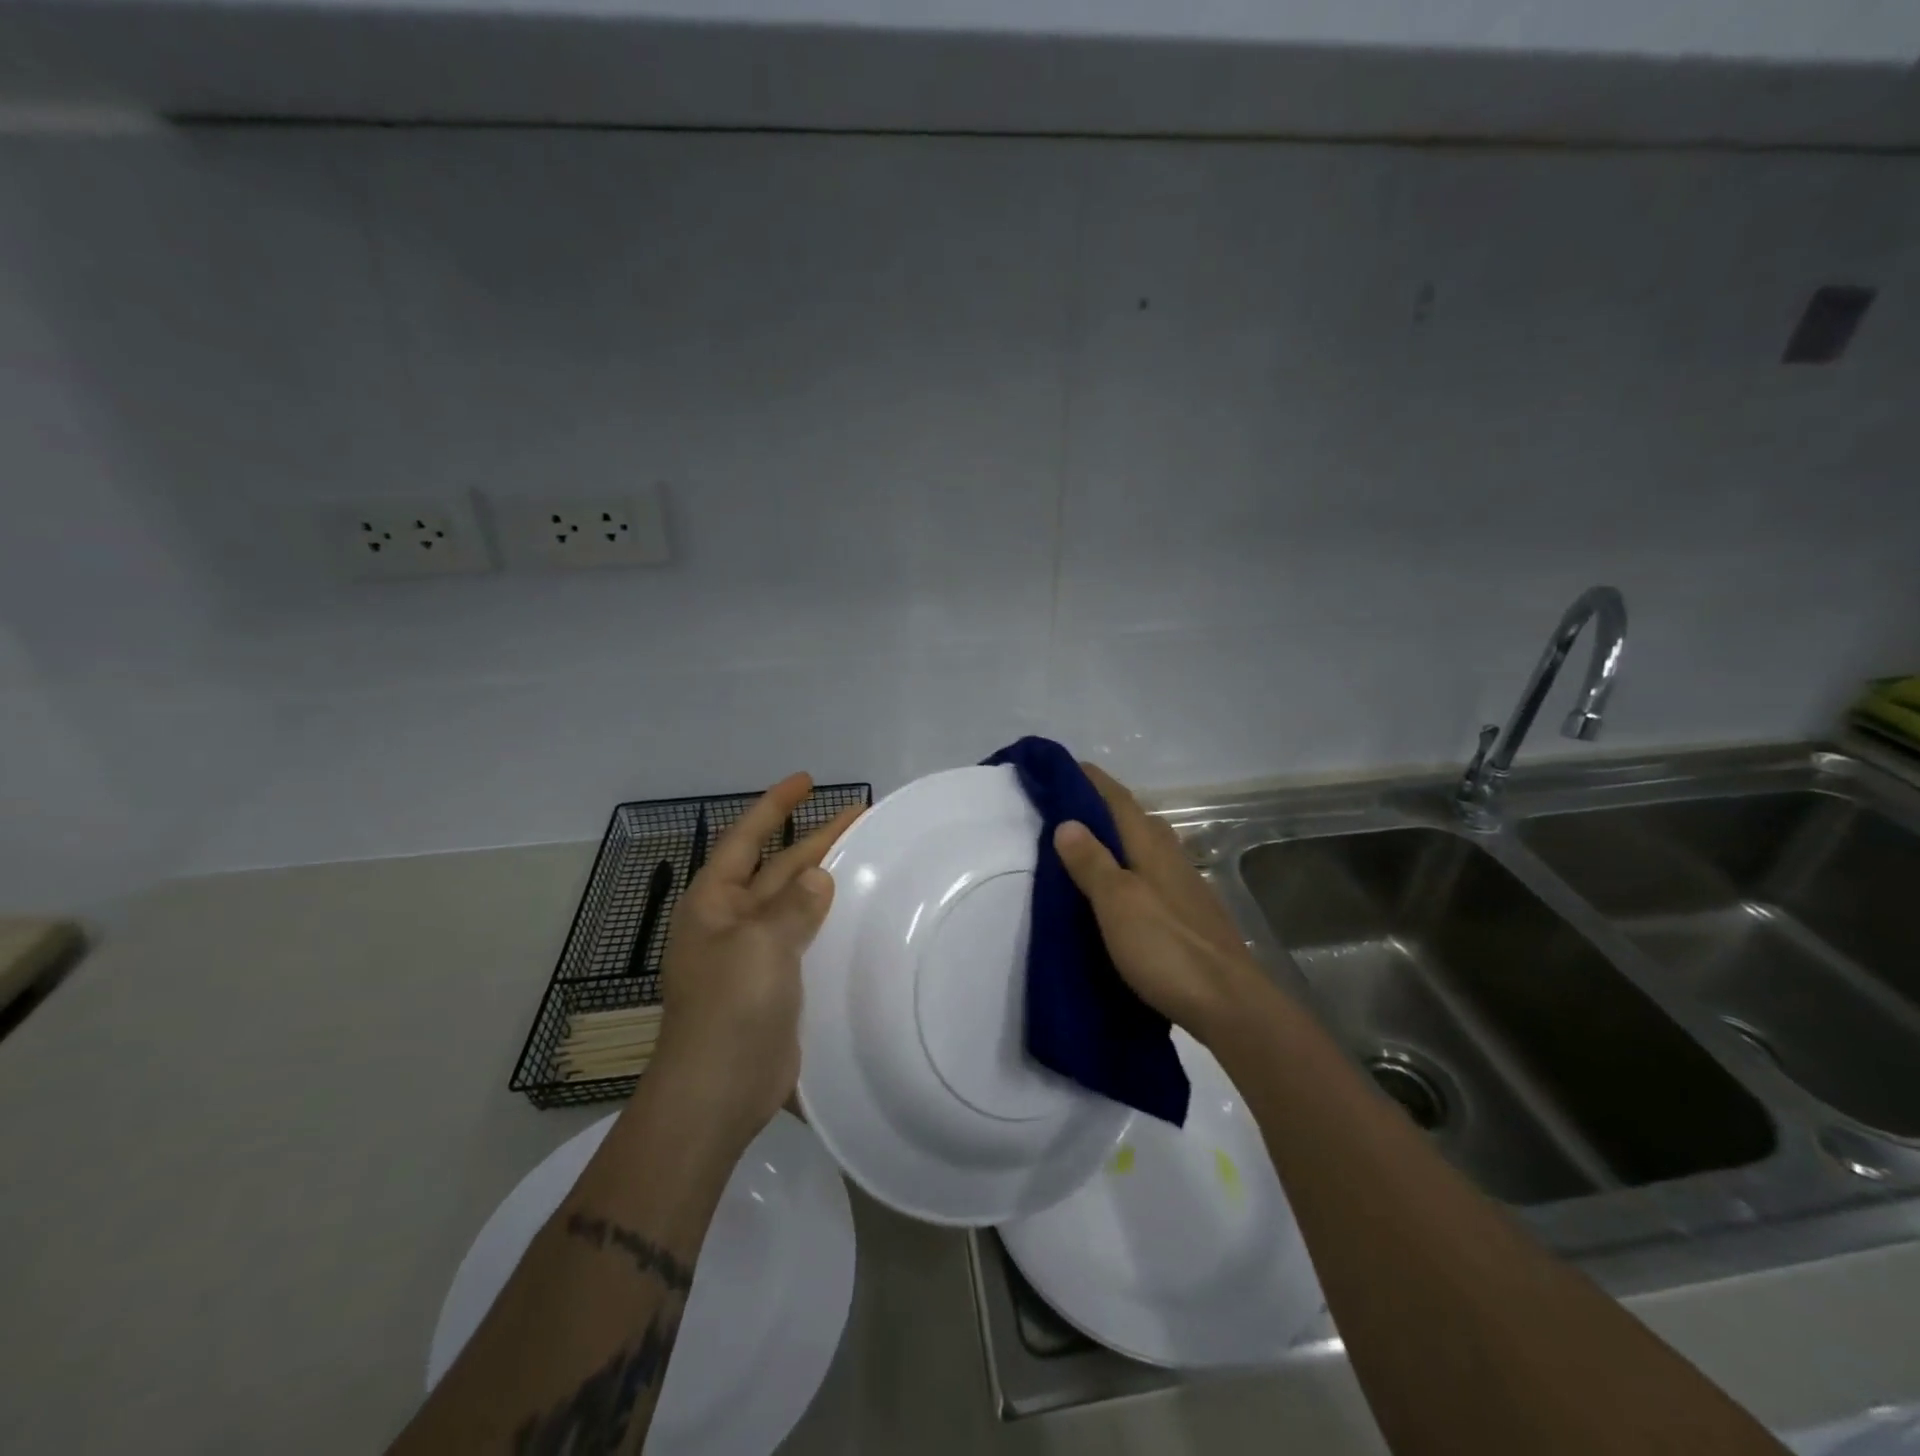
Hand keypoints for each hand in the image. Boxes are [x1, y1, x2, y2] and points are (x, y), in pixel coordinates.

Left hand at [648, 773, 860, 1148]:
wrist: (718, 1092)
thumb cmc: (730, 1007)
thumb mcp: (760, 943)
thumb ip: (793, 905)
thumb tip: (818, 879)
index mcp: (714, 902)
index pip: (746, 838)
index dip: (775, 806)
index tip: (807, 780)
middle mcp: (732, 921)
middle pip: (778, 867)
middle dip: (815, 840)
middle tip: (861, 816)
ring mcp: (755, 955)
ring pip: (796, 903)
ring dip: (825, 880)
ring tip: (868, 858)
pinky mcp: (777, 985)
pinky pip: (806, 940)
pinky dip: (829, 923)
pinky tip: (858, 917)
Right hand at [1053, 763, 1267, 1044]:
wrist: (1229, 1002)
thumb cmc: (1166, 947)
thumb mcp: (1117, 902)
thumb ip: (1092, 862)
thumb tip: (1066, 821)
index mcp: (1151, 846)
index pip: (1118, 799)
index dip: (1092, 781)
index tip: (1064, 768)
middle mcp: (1171, 857)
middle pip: (1135, 819)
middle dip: (1102, 807)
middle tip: (1066, 808)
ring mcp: (1185, 886)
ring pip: (1145, 847)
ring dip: (1116, 839)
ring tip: (1085, 846)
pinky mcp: (1190, 914)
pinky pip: (1151, 874)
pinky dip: (1128, 868)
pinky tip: (1119, 888)